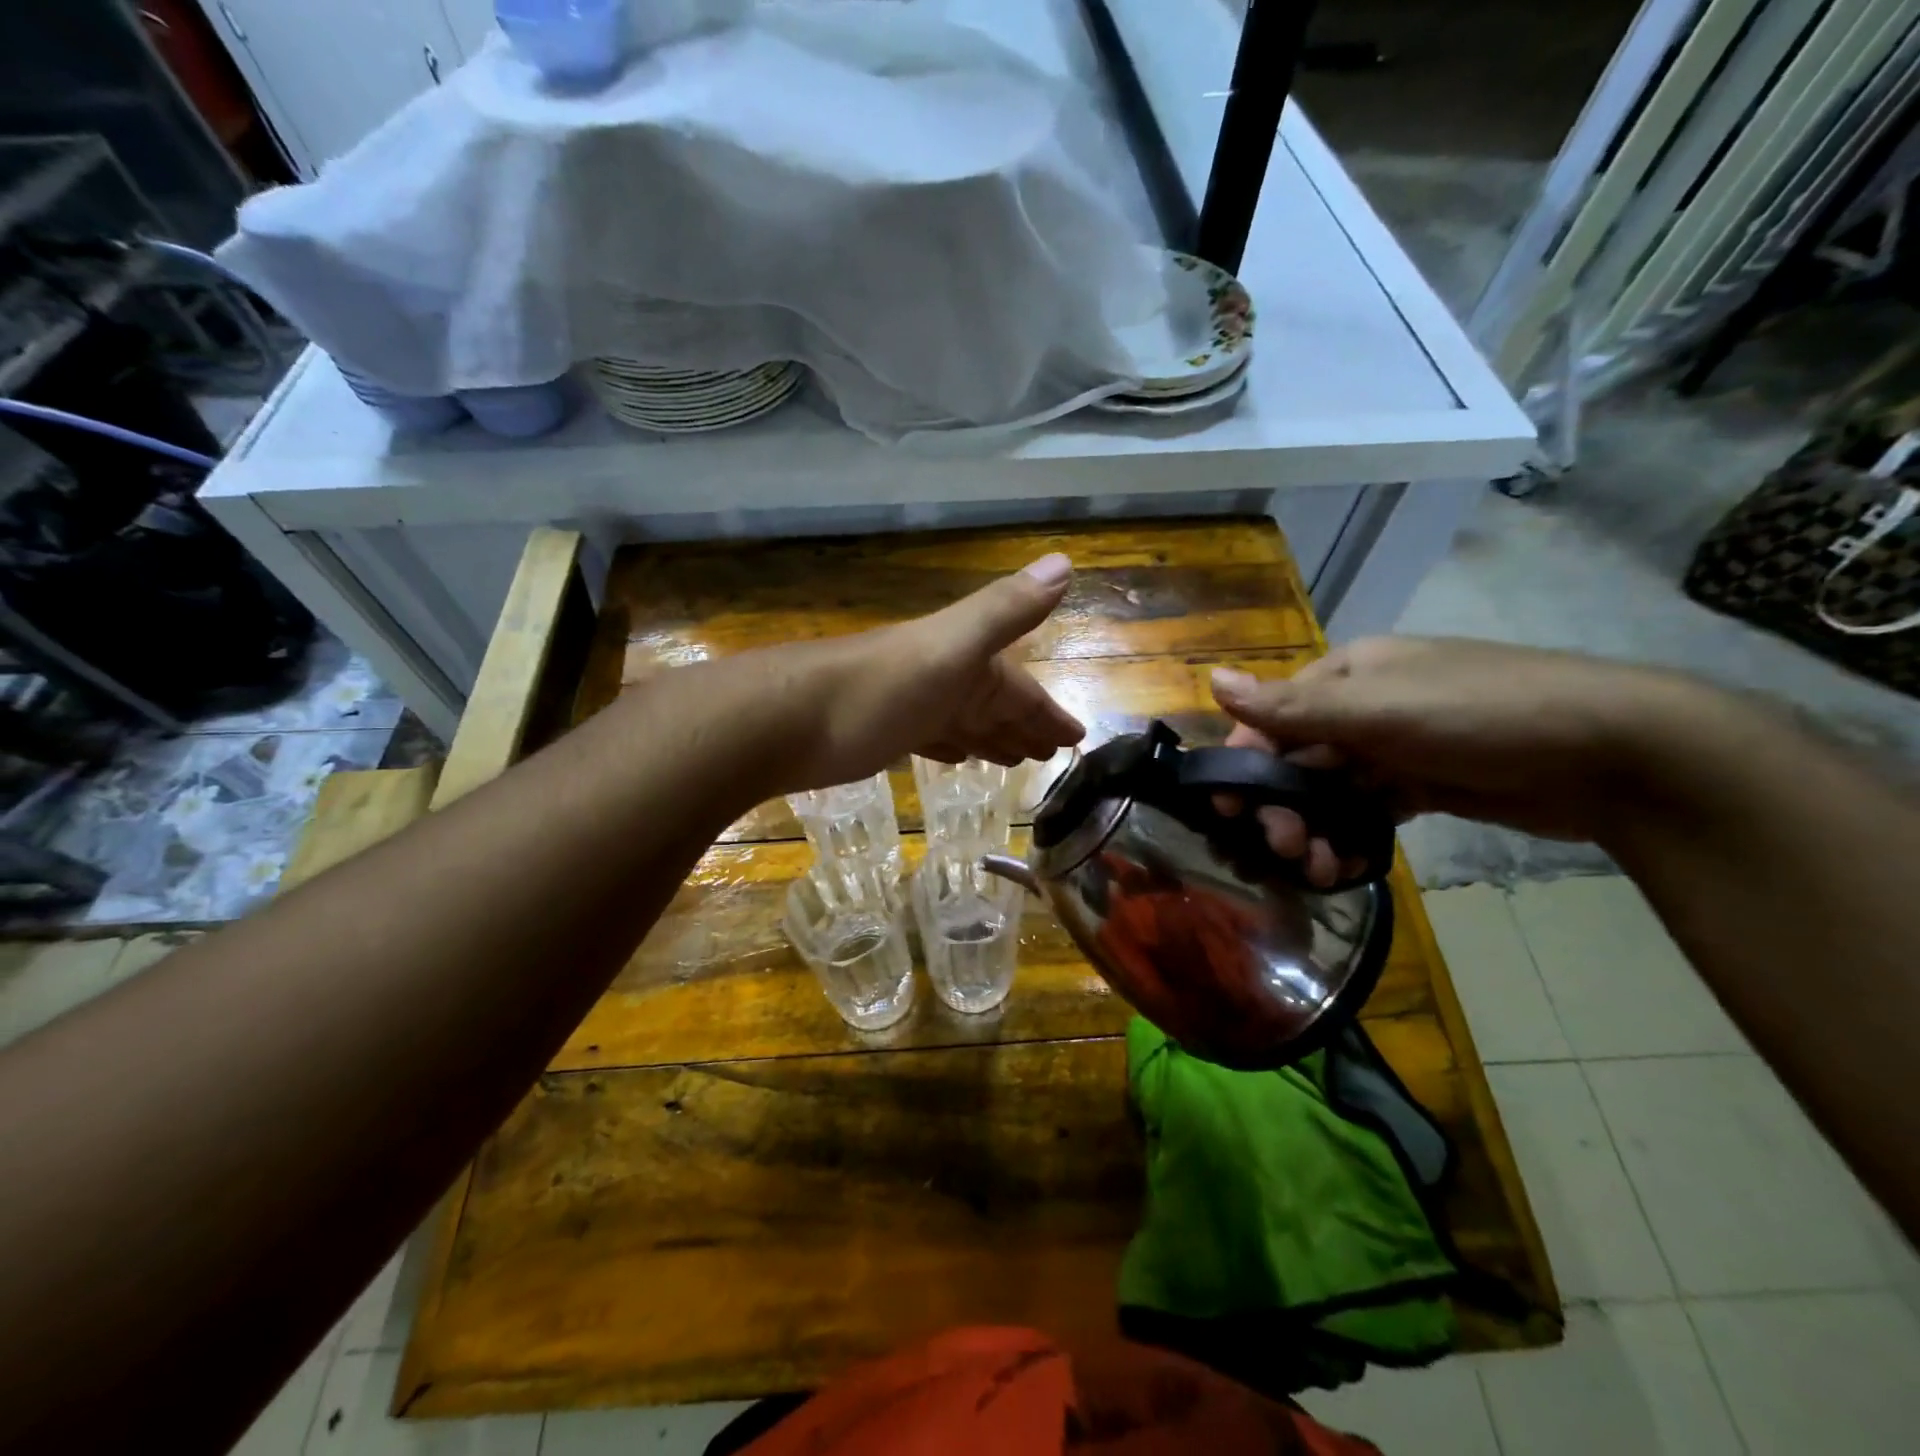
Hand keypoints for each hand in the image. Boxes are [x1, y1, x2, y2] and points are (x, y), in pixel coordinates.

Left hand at [770, 553, 1085, 792]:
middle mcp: (940, 679)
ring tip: (1016, 759)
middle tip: (1052, 755)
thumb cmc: (875, 691)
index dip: (1049, 712)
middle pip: (994, 705)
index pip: (1020, 689)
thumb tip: (1065, 561)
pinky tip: (957, 757)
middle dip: (1025, 725)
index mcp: (964, 662)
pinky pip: (931, 738)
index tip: (1078, 738)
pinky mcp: (880, 734)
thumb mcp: (948, 647)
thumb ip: (1003, 610)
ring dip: (991, 736)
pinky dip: (951, 746)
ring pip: (964, 722)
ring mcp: (909, 706)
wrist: (783, 720)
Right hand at [1208, 637, 1702, 879]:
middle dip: (1282, 805)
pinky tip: (1344, 865)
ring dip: (1313, 827)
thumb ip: (1291, 706)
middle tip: (1282, 849)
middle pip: (1297, 758)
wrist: (1615, 753)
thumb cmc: (1480, 715)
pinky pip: (1367, 811)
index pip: (1272, 718)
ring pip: (1330, 790)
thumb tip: (1210, 677)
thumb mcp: (1377, 709)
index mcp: (1347, 675)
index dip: (1245, 762)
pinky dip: (1350, 837)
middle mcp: (1364, 707)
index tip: (1228, 811)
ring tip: (1316, 868)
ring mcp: (1396, 747)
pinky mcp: (1424, 785)